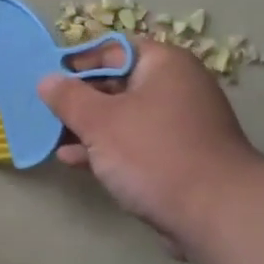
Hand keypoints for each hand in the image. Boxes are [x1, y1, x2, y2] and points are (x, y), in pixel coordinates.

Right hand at [38, 39, 263, 249]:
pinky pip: (137, 143)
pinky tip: (75, 161)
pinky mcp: (180, 157)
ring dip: (89, 128)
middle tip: (47, 113)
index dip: (78, 63)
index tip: (48, 81)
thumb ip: (69, 98)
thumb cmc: (154, 153)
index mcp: (164, 64)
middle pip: (118, 83)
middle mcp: (177, 87)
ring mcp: (181, 124)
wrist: (216, 214)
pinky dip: (108, 149)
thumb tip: (47, 80)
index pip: (113, 50)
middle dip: (80, 100)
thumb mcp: (100, 122)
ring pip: (125, 117)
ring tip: (53, 139)